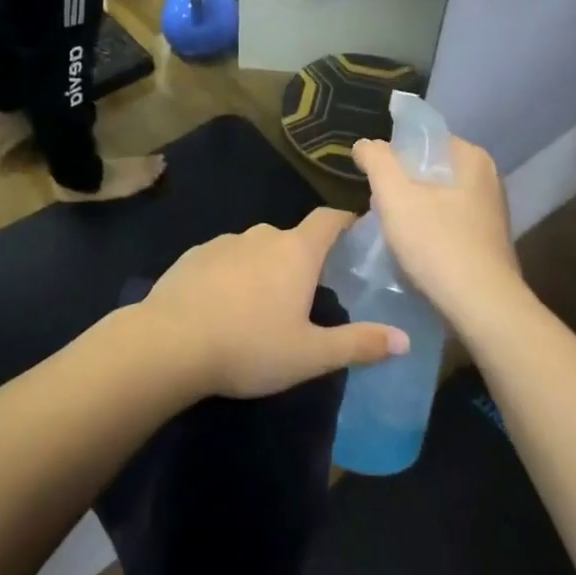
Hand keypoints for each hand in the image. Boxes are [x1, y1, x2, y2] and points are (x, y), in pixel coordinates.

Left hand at [142, 208, 408, 399]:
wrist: (170, 342)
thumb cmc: (249, 346)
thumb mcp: (311, 355)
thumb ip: (359, 344)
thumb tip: (405, 339)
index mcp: (295, 252)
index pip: (329, 219)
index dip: (345, 221)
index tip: (357, 232)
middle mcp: (262, 236)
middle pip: (292, 238)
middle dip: (303, 258)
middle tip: (311, 291)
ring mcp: (223, 242)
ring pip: (255, 248)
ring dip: (265, 267)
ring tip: (264, 304)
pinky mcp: (194, 255)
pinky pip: (224, 259)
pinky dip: (232, 275)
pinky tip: (224, 306)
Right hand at [352, 135, 524, 333]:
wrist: (482, 309)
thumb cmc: (437, 243)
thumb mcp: (395, 194)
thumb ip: (376, 159)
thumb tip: (364, 145)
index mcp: (471, 157)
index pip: (420, 139)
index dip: (391, 154)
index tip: (371, 178)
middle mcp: (486, 178)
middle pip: (427, 169)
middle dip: (400, 184)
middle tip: (377, 205)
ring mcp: (489, 212)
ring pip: (435, 197)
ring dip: (411, 209)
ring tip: (391, 229)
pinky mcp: (486, 242)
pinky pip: (446, 222)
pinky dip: (427, 229)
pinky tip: (413, 249)